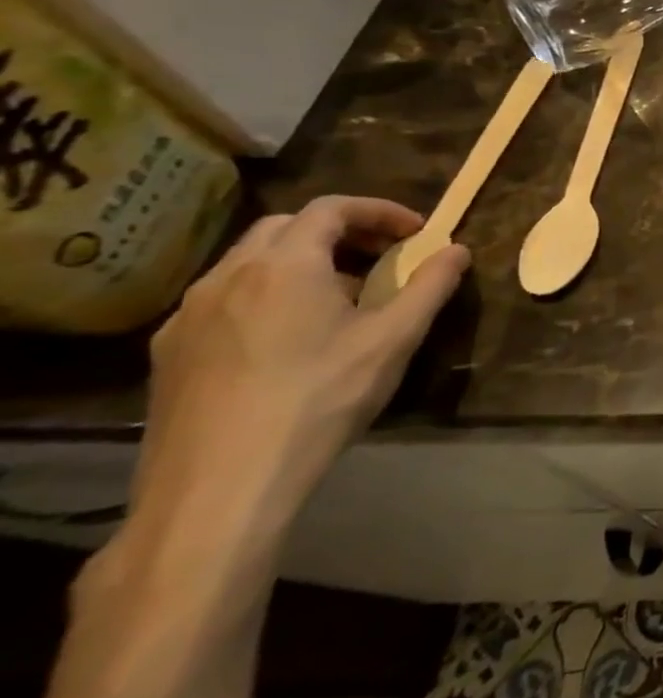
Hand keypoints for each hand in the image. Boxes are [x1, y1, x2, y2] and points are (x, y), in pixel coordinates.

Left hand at [134, 197, 469, 528]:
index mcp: (285, 265)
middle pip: (285, 228)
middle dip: (339, 232)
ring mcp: (189, 315)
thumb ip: (430, 286)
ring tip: (339, 299)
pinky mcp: (169, 353)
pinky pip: (223, 300)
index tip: (415, 232)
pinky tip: (287, 338)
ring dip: (300, 263)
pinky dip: (265, 295)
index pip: (332, 208)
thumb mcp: (394, 340)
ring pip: (249, 263)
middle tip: (380, 257)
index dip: (379, 211)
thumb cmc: (320, 400)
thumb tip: (458, 249)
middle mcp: (229, 277)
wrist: (220, 488)